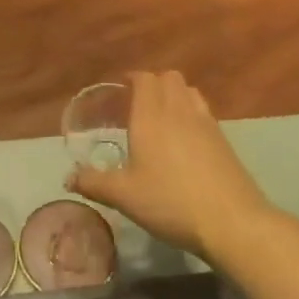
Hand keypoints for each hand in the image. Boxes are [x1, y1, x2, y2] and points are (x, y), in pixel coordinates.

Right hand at [68, 71, 271, 259]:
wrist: (230, 221)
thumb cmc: (170, 202)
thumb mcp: (124, 196)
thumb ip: (94, 182)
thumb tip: (68, 177)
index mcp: (151, 116)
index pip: (144, 79)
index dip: (132, 79)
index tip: (120, 90)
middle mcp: (178, 110)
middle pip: (169, 77)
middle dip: (153, 83)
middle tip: (138, 103)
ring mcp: (205, 122)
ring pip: (189, 91)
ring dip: (174, 94)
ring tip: (162, 117)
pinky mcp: (223, 139)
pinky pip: (203, 110)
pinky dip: (191, 112)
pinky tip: (185, 140)